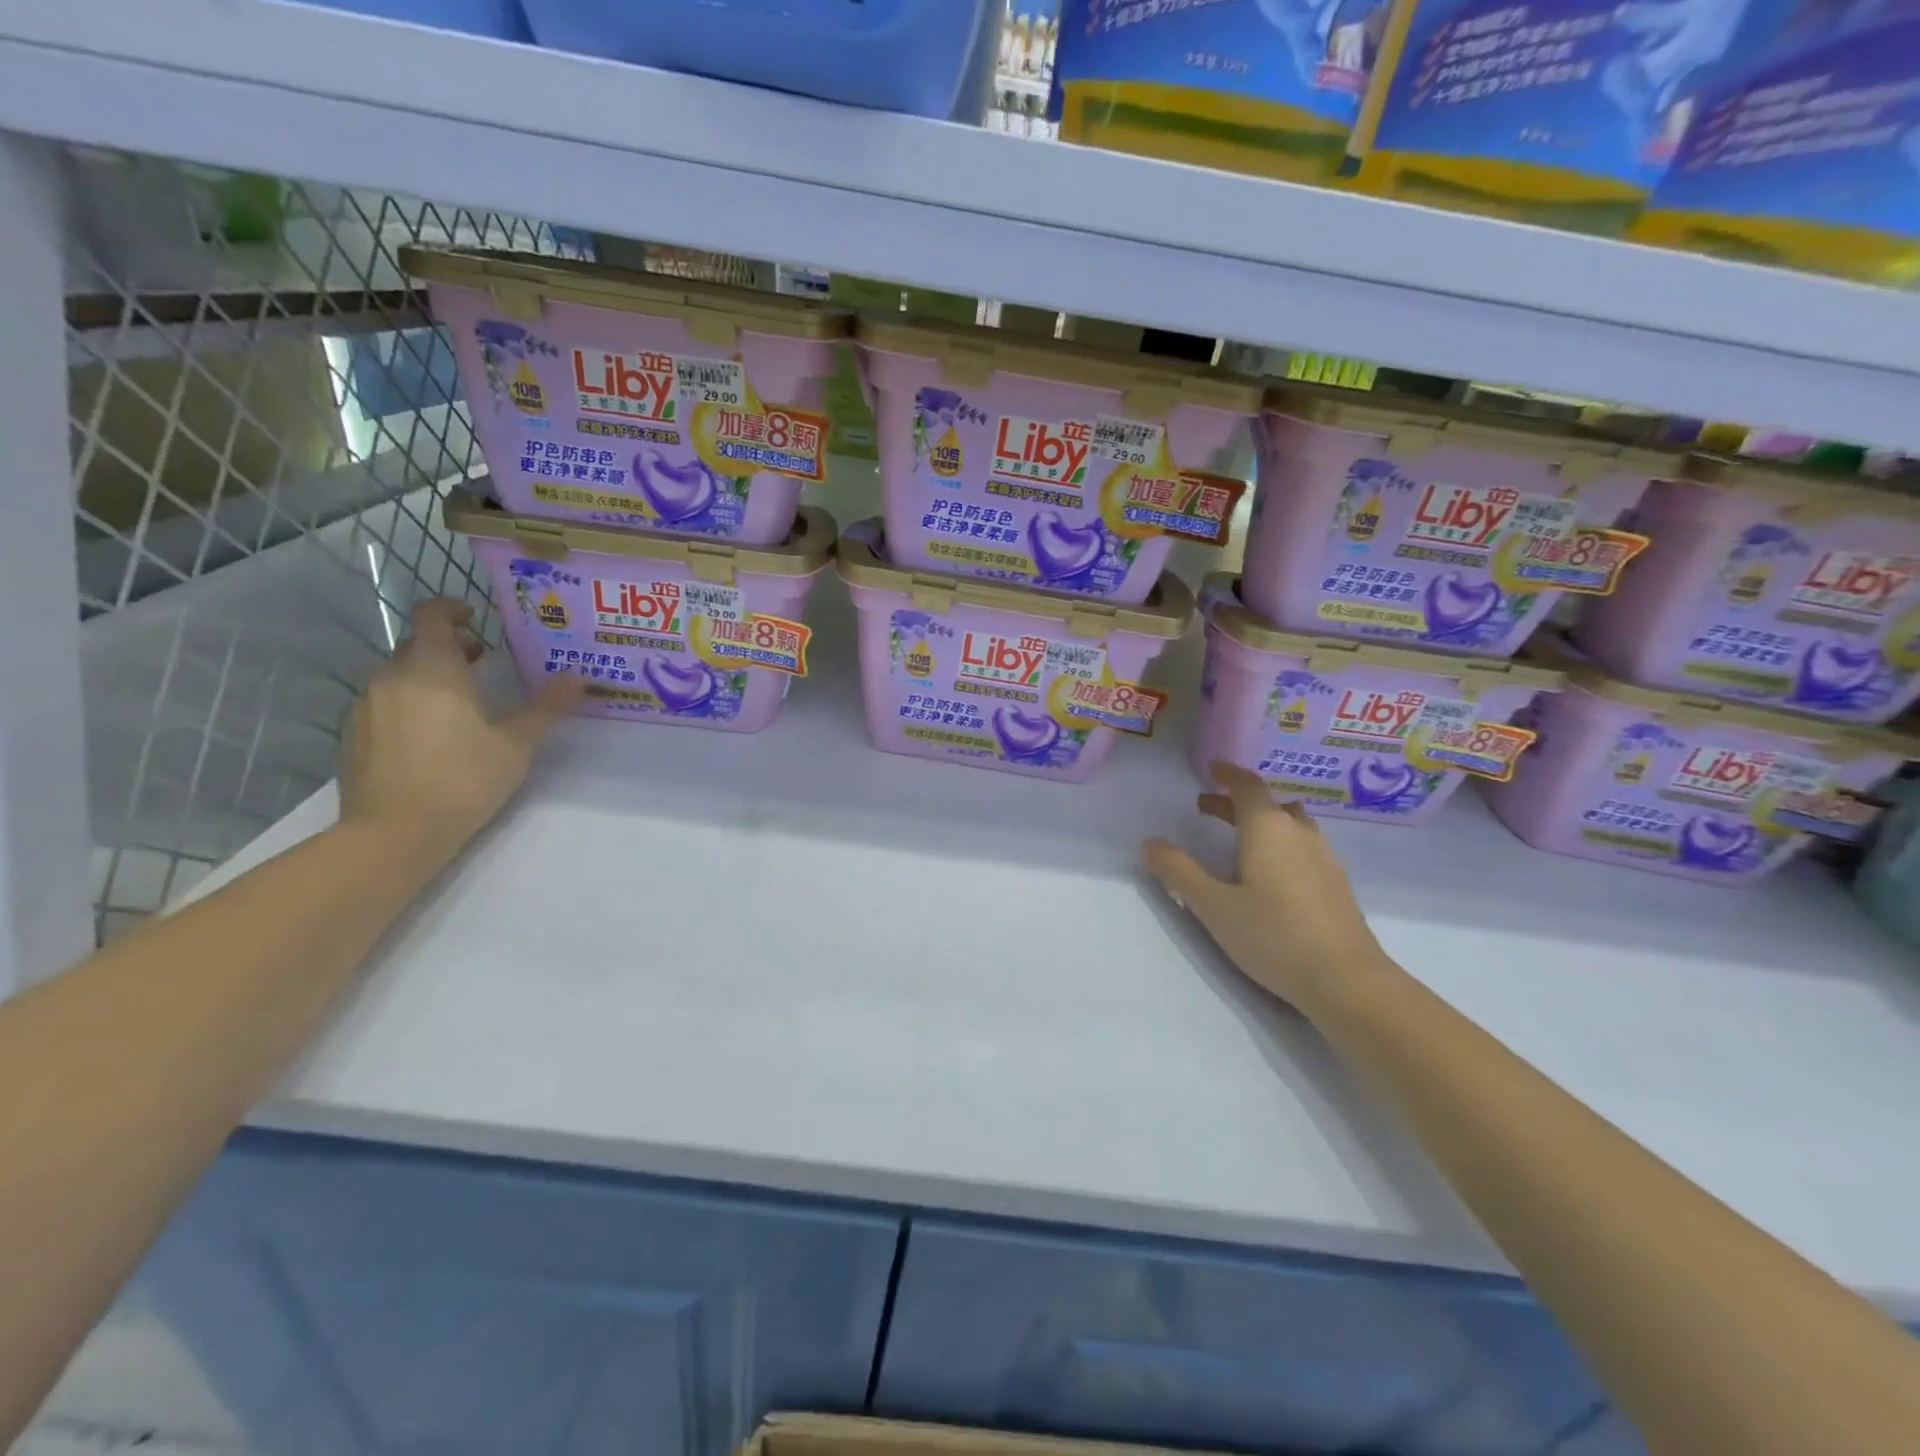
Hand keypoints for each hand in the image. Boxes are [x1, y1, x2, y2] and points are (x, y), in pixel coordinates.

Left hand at [338, 598, 586, 860]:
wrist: (395, 833)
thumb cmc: (464, 778)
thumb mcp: (518, 744)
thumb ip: (547, 707)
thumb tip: (577, 677)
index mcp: (434, 668)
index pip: (433, 616)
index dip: (453, 609)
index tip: (476, 618)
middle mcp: (393, 676)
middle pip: (418, 645)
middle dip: (450, 647)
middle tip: (483, 664)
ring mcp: (366, 706)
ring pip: (400, 675)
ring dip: (430, 677)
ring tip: (462, 704)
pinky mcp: (353, 735)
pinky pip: (385, 703)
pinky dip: (410, 704)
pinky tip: (432, 736)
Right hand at [1143, 762, 1390, 1015]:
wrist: (1347, 981)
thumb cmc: (1273, 935)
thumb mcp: (1213, 905)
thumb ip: (1179, 871)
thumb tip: (1151, 843)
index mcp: (1268, 828)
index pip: (1247, 786)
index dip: (1227, 774)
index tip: (1211, 769)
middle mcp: (1299, 833)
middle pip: (1268, 804)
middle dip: (1236, 802)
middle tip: (1207, 808)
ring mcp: (1324, 858)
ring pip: (1289, 825)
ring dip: (1260, 823)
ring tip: (1236, 840)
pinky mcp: (1336, 884)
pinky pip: (1302, 847)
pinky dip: (1279, 845)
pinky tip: (1269, 874)